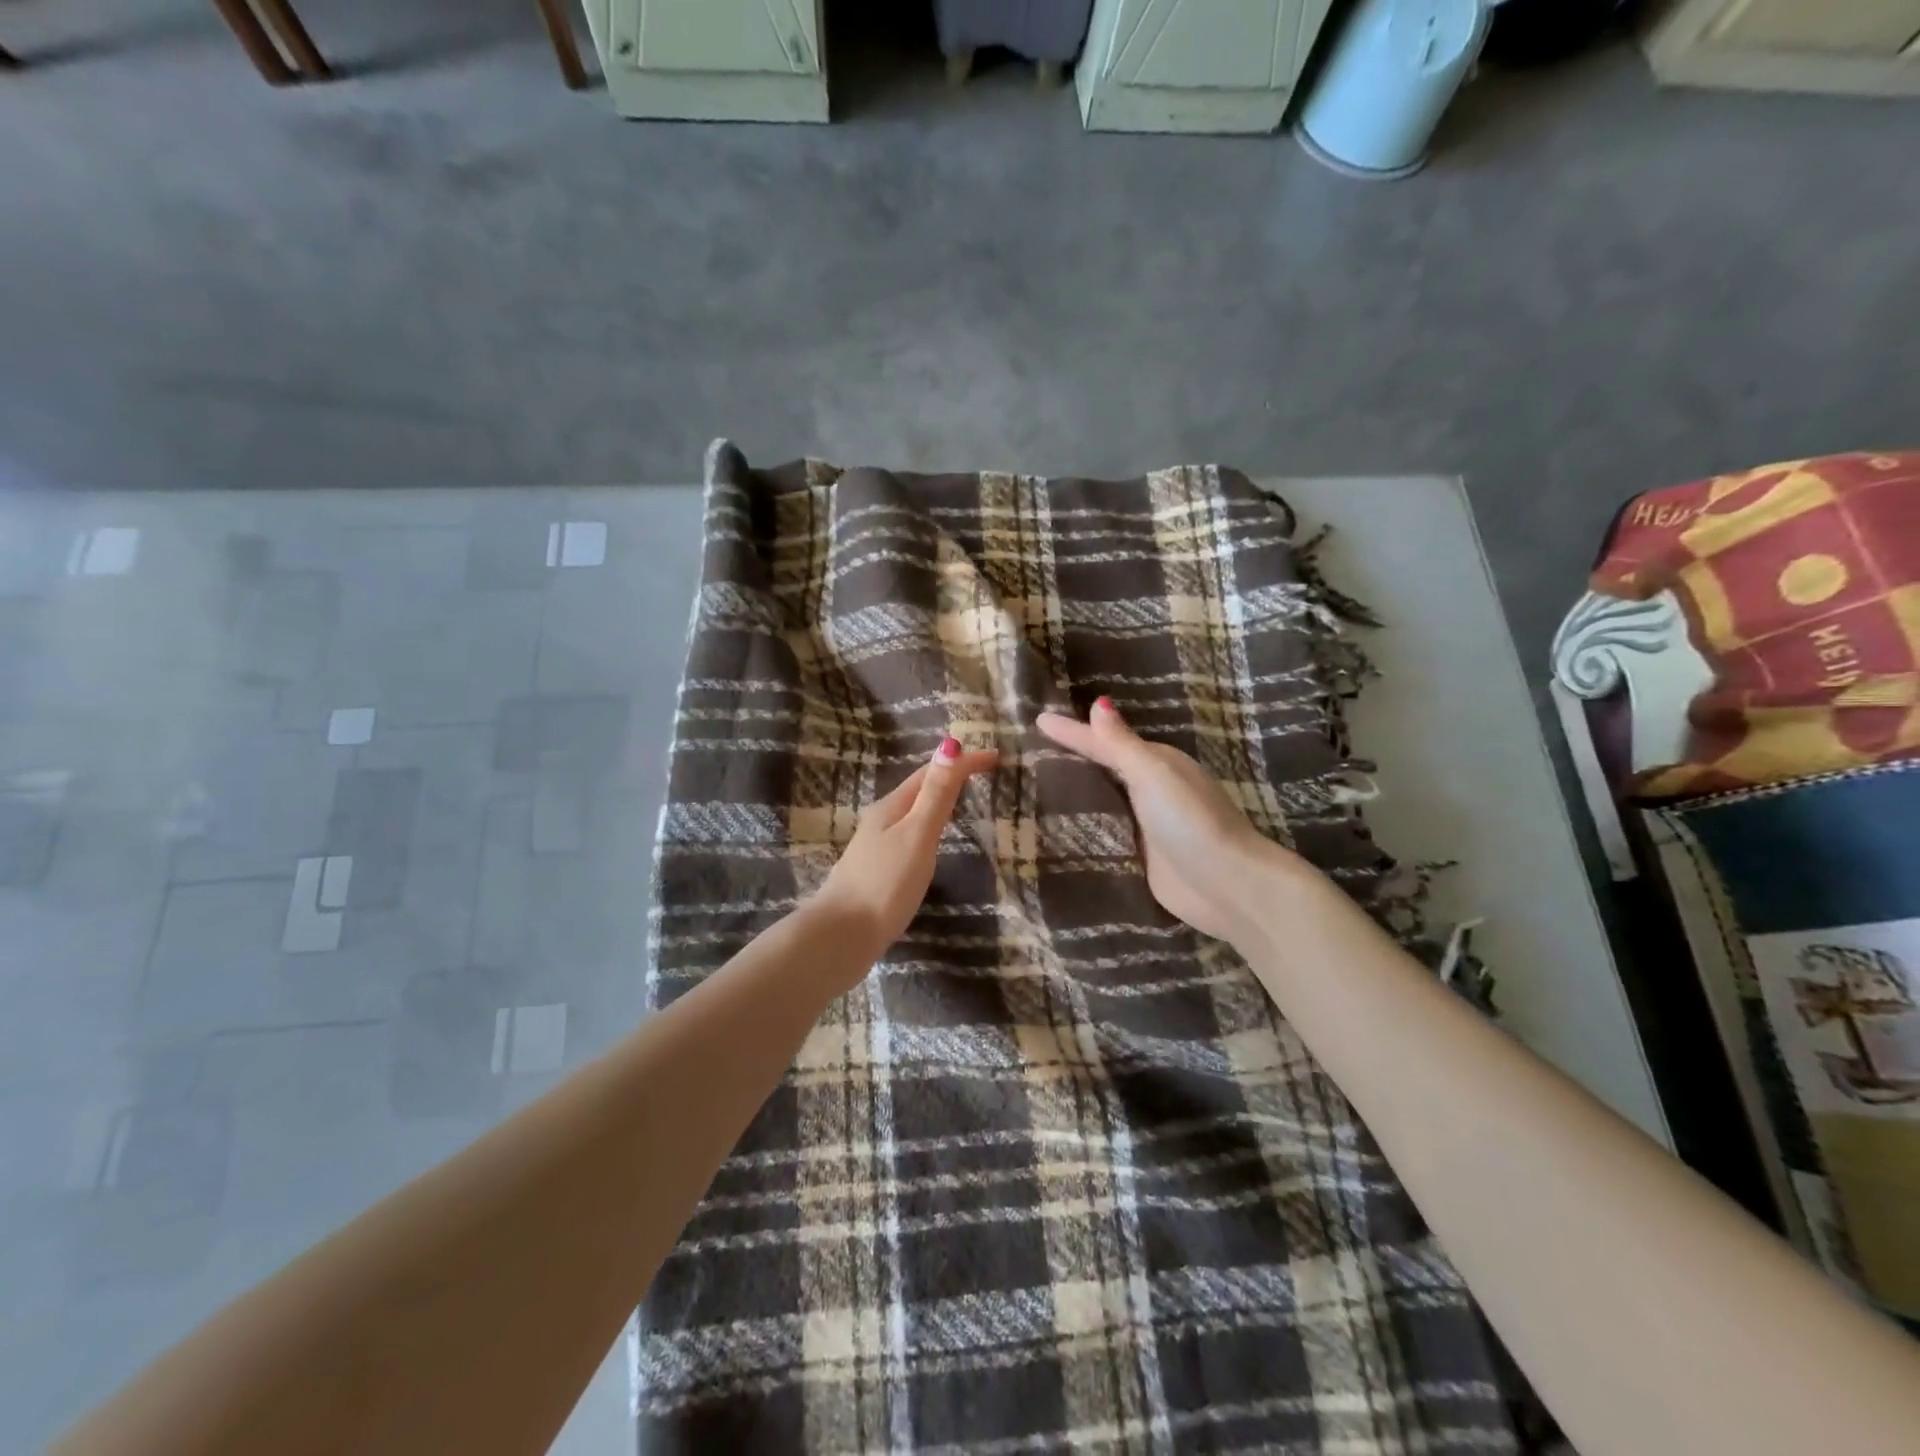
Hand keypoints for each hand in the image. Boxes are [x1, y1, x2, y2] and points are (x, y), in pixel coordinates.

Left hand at [814, 736, 999, 967]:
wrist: (841, 936)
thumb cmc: (885, 883)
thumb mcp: (917, 835)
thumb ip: (935, 795)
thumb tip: (949, 745)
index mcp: (892, 807)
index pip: (931, 772)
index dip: (962, 761)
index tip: (996, 756)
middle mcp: (881, 821)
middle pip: (918, 789)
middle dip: (949, 776)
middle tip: (983, 774)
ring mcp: (876, 847)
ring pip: (912, 813)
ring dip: (937, 800)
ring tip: (962, 801)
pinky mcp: (877, 872)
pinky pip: (908, 835)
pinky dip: (928, 826)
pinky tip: (930, 843)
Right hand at [1037, 698, 1313, 944]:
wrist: (1227, 886)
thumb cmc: (1190, 821)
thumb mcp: (1153, 774)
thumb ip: (1121, 744)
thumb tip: (1098, 702)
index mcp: (1155, 763)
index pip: (1102, 743)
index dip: (1071, 732)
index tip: (1037, 719)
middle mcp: (1150, 790)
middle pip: (1103, 769)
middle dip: (1072, 759)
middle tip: (1028, 751)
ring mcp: (1146, 825)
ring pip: (1103, 801)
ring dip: (1075, 793)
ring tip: (1032, 787)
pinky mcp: (1142, 857)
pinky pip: (1105, 834)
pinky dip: (1084, 827)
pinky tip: (1056, 829)